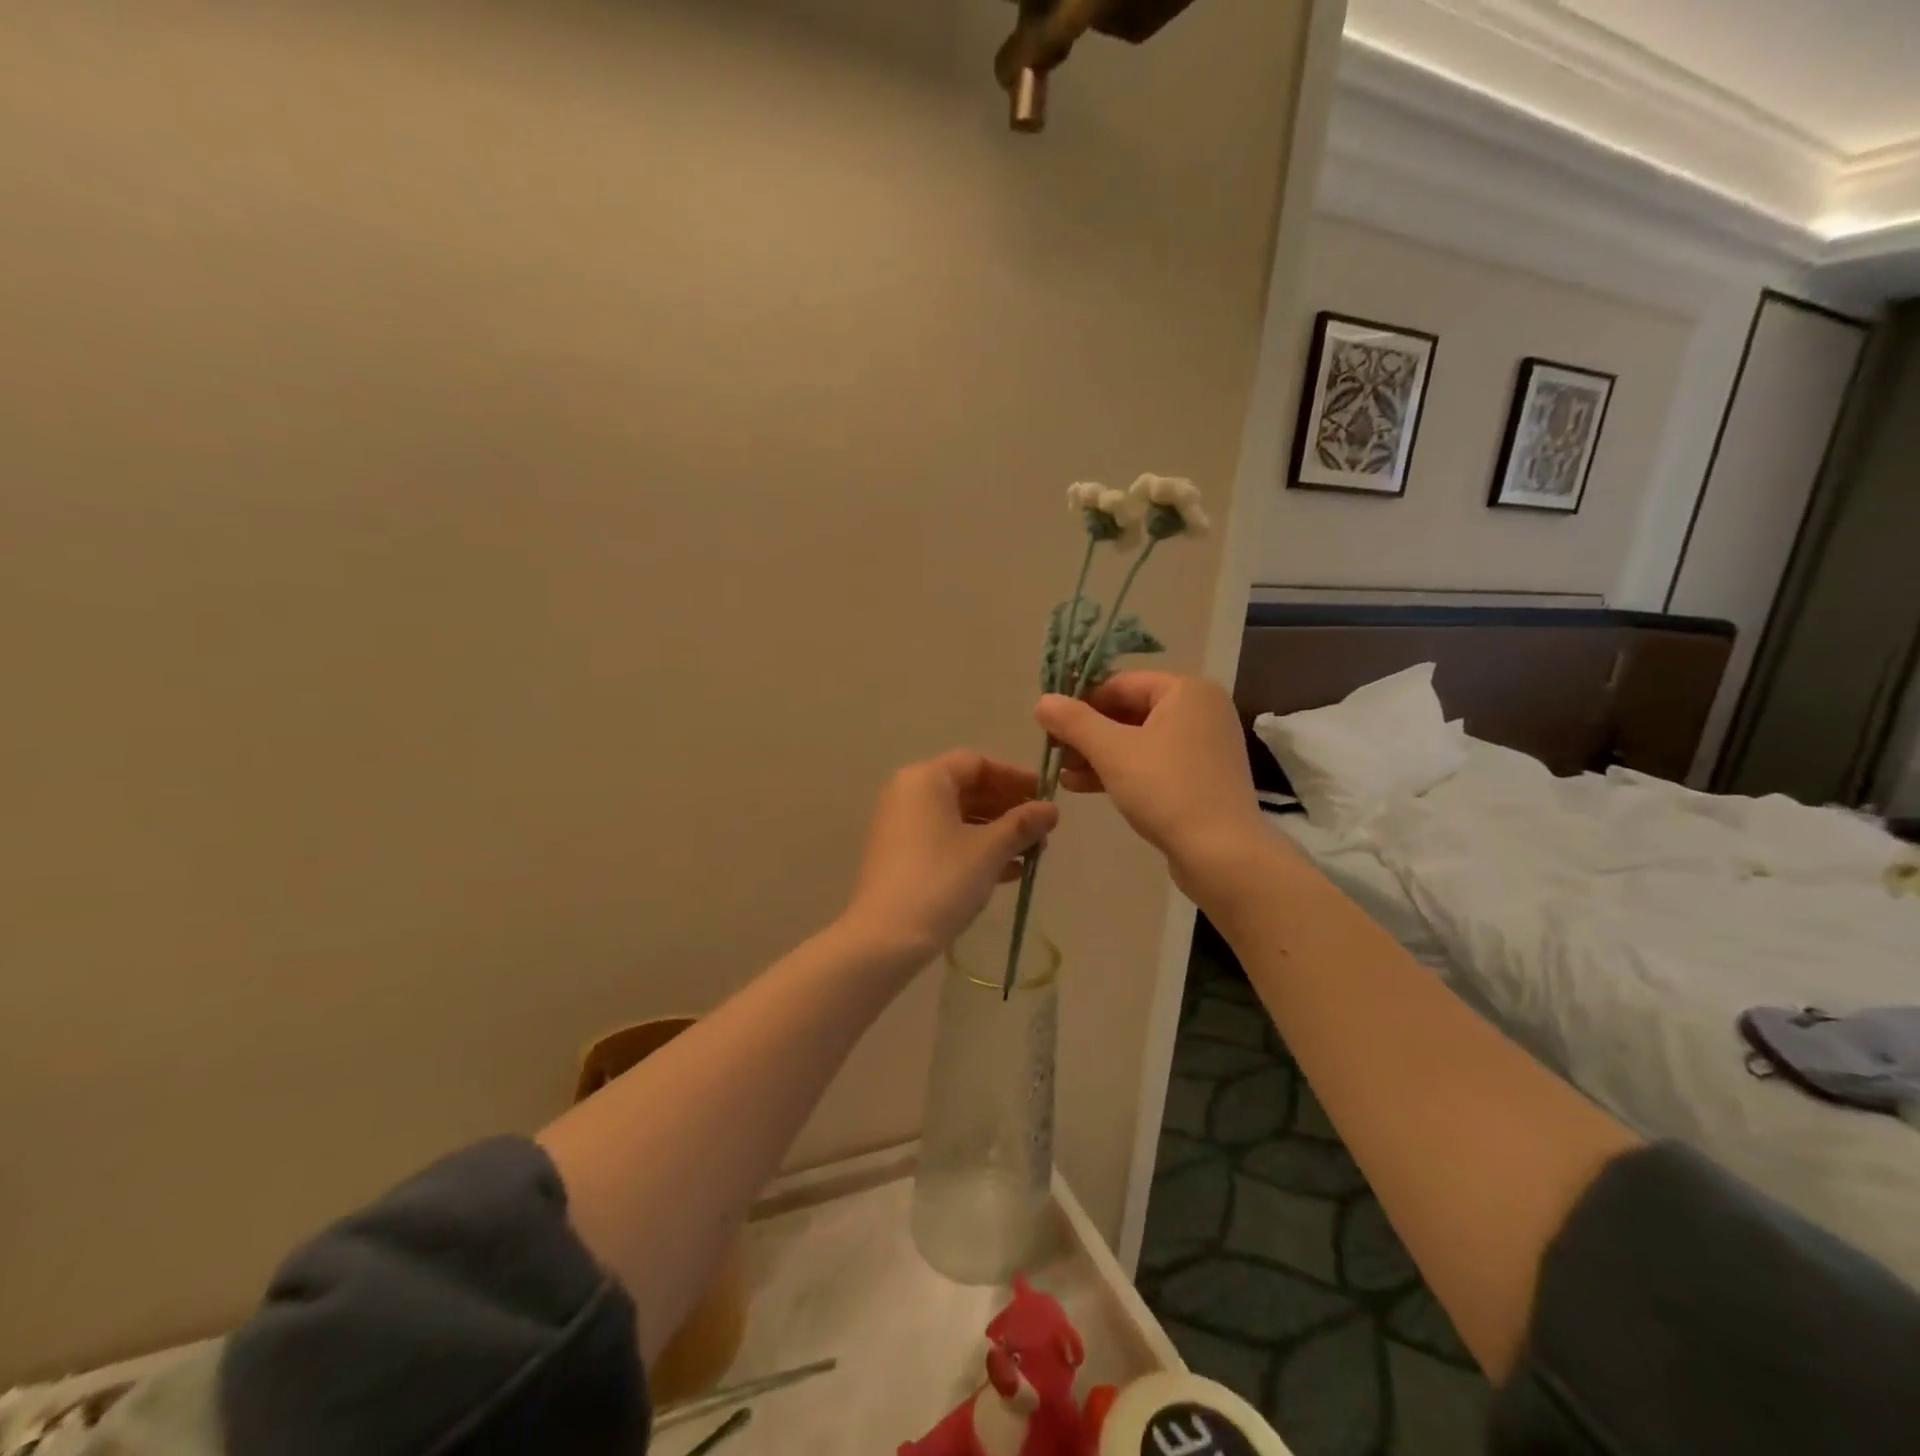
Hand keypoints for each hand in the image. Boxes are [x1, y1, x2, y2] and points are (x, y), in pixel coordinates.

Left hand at [844, 751, 1058, 961]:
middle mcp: (908, 794)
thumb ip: (1022, 824)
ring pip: (957, 818)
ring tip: (1033, 853)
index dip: (1015, 778)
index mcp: (926, 779)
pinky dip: (975, 849)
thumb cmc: (942, 880)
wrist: (886, 937)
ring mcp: (901, 826)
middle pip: (967, 789)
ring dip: (996, 832)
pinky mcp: (900, 856)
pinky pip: (944, 840)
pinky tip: (1009, 872)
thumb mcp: (989, 850)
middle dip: (1008, 809)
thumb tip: (1052, 809)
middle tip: (1043, 828)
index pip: (977, 764)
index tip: (1046, 796)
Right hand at [1035, 673, 1264, 888]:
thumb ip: (1074, 722)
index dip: (1081, 701)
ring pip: (1139, 740)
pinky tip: (1084, 787)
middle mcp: (1201, 710)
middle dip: (1088, 733)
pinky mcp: (1201, 778)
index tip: (1051, 725)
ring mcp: (1204, 746)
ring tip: (1063, 774)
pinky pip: (1154, 763)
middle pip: (1130, 711)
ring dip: (1098, 755)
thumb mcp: (1111, 751)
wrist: (1221, 853)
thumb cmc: (1166, 789)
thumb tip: (1043, 701)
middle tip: (1055, 752)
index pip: (1121, 683)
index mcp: (1187, 691)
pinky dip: (1121, 771)